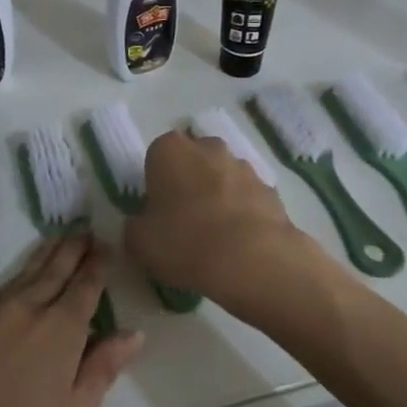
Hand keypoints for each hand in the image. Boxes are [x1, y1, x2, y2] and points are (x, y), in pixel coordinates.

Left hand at [0, 234, 143, 406]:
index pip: (85, 287)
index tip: (106, 244)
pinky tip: (21, 280)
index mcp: (60, 330)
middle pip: (54, 270)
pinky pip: (2, 289)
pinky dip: (20, 274)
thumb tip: (132, 332)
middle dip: (72, 249)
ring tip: (57, 239)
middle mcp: (26, 312)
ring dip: (45, 255)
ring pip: (24, 274)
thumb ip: (101, 370)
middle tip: (85, 228)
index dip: (97, 265)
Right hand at [123, 129, 328, 319]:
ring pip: (223, 176)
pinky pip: (248, 197)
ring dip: (218, 195)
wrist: (251, 259)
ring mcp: (243, 166)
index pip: (156, 156)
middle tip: (184, 220)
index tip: (157, 211)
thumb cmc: (184, 241)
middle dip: (189, 182)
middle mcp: (208, 147)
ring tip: (216, 236)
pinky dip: (243, 212)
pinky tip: (240, 242)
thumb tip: (143, 224)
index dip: (156, 183)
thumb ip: (136, 226)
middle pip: (193, 160)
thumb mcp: (139, 242)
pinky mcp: (270, 189)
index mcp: (170, 150)